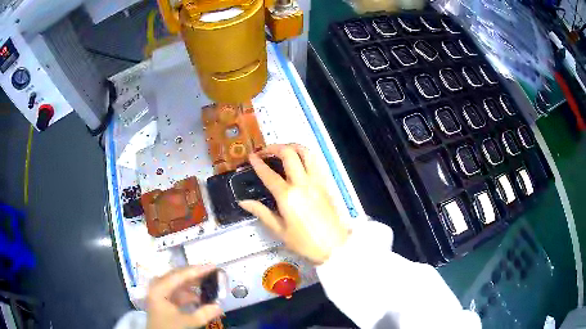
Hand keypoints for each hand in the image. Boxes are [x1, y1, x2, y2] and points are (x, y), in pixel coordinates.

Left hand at [147, 265, 221, 328]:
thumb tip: (220, 306)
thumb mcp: (187, 322)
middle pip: (178, 276)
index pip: (181, 275)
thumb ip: (204, 314)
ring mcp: (159, 291)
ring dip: (193, 285)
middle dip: (196, 275)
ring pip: (178, 283)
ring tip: (209, 285)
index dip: (198, 270)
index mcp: (160, 288)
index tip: (213, 266)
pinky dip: (189, 293)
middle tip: (213, 273)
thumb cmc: (169, 328)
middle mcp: (157, 285)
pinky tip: (200, 298)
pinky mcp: (162, 298)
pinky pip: (177, 291)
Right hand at [239, 144, 349, 263]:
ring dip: (292, 146)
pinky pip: (316, 162)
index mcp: (288, 196)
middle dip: (274, 147)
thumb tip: (243, 202)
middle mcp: (302, 183)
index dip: (258, 163)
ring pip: (306, 153)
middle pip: (289, 154)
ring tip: (282, 149)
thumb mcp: (279, 230)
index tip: (251, 157)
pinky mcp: (326, 183)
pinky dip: (306, 155)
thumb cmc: (305, 242)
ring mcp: (317, 181)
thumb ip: (261, 212)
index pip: (269, 174)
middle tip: (265, 151)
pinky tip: (299, 160)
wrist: (334, 246)